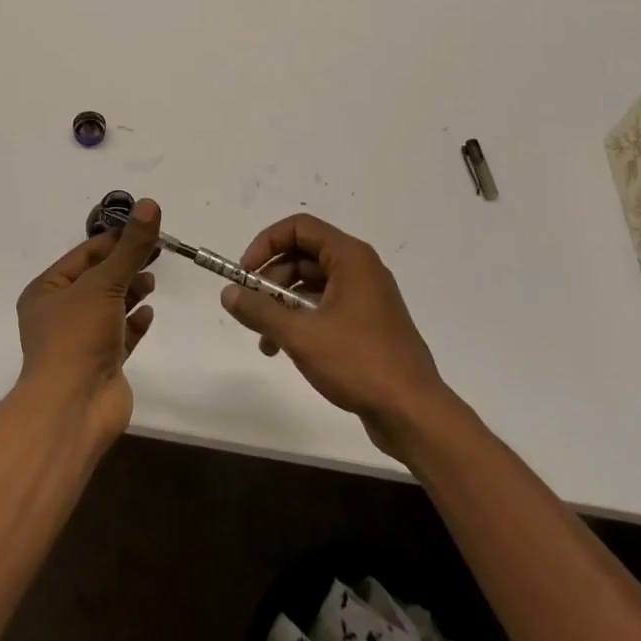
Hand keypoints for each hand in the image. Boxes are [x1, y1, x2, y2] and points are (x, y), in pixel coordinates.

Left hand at [14, 198, 159, 443]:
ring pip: (110, 306)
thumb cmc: (77, 337)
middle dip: (126, 265)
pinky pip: (121, 335)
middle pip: (99, 279)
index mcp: (47, 291)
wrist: (72, 408)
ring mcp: (81, 340)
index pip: (85, 254)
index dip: (116, 240)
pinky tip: (149, 314)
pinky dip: (134, 323)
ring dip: (130, 292)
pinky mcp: (101, 364)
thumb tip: (151, 204)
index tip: (148, 229)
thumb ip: (131, 247)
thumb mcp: (104, 283)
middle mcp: (60, 313)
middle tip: (158, 252)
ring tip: (152, 282)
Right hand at [221, 213, 451, 457]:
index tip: (245, 274)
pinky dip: (301, 321)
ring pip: (312, 285)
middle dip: (271, 280)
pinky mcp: (367, 325)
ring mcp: (366, 298)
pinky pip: (325, 308)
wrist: (413, 413)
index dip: (266, 244)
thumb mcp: (301, 335)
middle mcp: (360, 269)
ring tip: (264, 341)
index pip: (299, 227)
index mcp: (350, 258)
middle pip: (304, 256)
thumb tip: (227, 293)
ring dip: (282, 305)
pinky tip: (284, 350)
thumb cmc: (358, 362)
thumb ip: (260, 311)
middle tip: (250, 308)